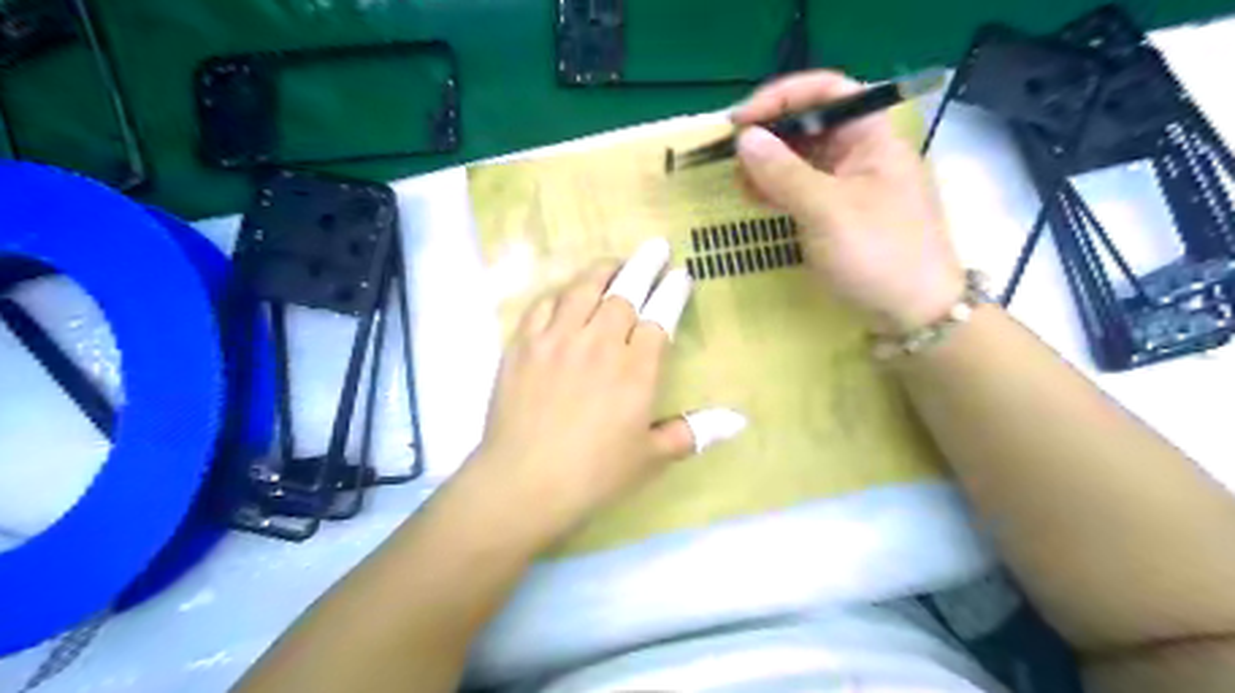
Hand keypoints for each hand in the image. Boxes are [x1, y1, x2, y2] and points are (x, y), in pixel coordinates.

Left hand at [472, 242, 742, 537]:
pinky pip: (543, 305)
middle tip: (654, 247)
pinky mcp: (523, 346)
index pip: (661, 316)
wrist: (524, 483)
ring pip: (583, 289)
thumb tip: (738, 420)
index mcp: (636, 369)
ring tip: (614, 262)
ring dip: (602, 270)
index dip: (673, 292)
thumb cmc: (595, 474)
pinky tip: (566, 295)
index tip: (680, 275)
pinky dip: (559, 294)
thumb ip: (694, 432)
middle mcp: (599, 344)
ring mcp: (557, 340)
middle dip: (644, 265)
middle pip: (625, 291)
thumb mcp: (652, 458)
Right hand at [731, 70, 962, 335]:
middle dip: (770, 135)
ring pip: (803, 159)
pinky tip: (754, 197)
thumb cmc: (877, 254)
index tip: (741, 122)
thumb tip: (744, 138)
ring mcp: (850, 185)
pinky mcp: (838, 214)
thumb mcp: (827, 211)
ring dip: (769, 164)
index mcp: (872, 138)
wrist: (912, 314)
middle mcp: (861, 154)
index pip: (827, 91)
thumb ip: (784, 173)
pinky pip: (803, 190)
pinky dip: (777, 190)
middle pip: (811, 125)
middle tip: (732, 155)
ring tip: (738, 179)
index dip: (782, 98)